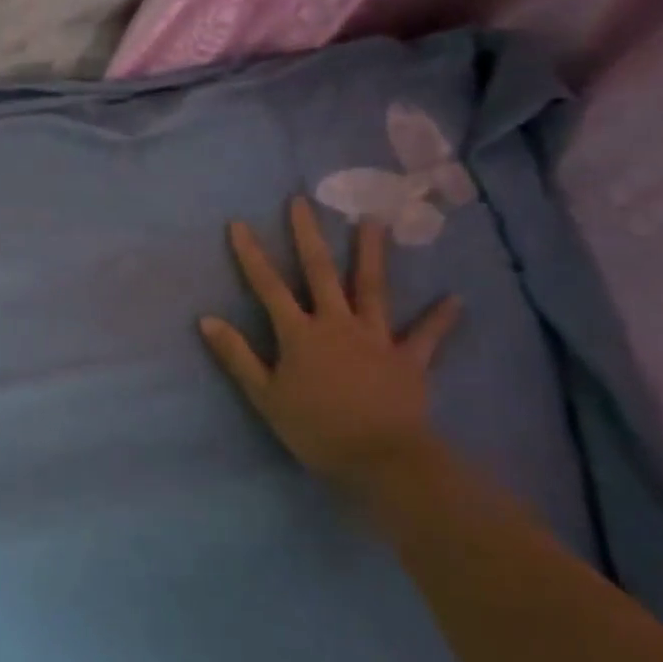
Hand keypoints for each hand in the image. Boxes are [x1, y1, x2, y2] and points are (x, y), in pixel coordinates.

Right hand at [199, 196, 460, 497]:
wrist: (380, 460)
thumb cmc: (314, 429)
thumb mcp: (264, 395)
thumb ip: (236, 355)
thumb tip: (206, 319)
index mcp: (299, 333)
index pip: (268, 286)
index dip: (251, 254)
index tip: (239, 223)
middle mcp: (337, 324)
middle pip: (320, 272)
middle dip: (308, 235)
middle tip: (302, 202)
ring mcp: (376, 338)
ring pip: (372, 288)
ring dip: (371, 254)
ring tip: (373, 222)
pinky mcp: (408, 359)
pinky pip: (426, 336)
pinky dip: (440, 318)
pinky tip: (456, 299)